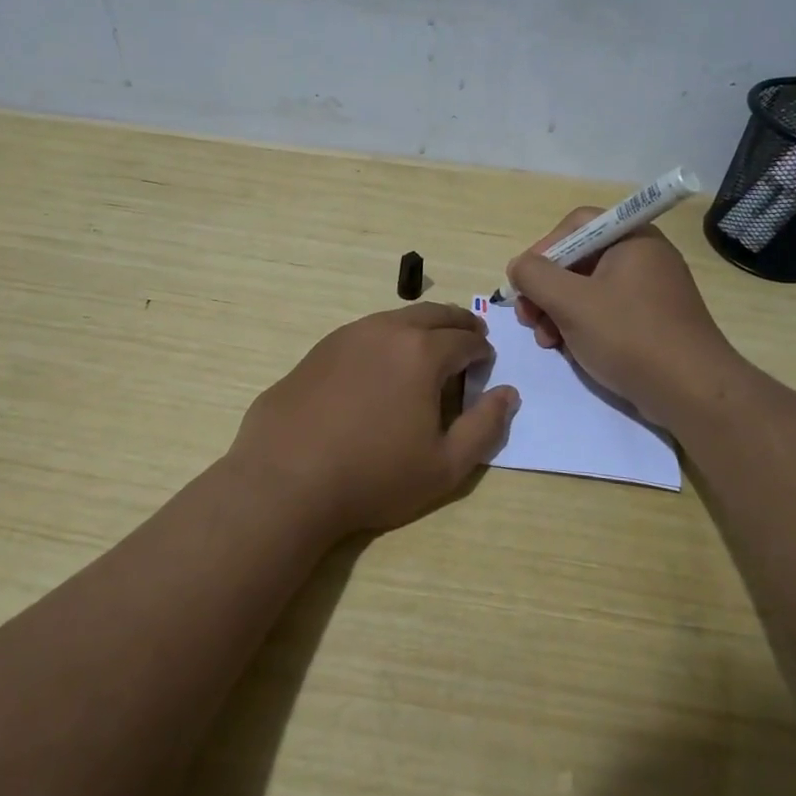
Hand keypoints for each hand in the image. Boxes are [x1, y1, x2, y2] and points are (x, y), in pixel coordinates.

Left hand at [229, 303, 519, 537]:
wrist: (286, 479)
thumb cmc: (374, 476)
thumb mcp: (445, 466)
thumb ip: (485, 427)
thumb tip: (508, 394)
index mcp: (423, 352)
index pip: (466, 340)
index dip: (483, 351)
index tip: (486, 364)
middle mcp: (386, 331)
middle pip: (433, 315)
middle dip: (458, 325)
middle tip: (470, 336)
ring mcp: (348, 336)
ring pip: (396, 319)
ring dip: (421, 327)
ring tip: (429, 347)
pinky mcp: (319, 350)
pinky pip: (365, 333)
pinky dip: (387, 338)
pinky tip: (381, 365)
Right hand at [508, 209, 736, 426]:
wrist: (691, 391)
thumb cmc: (629, 336)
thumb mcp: (571, 302)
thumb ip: (535, 276)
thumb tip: (519, 266)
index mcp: (631, 239)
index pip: (576, 224)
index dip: (544, 249)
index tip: (526, 282)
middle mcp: (643, 257)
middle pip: (579, 259)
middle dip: (546, 289)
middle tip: (529, 319)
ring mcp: (650, 291)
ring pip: (588, 289)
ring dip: (558, 311)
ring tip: (546, 341)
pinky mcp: (652, 321)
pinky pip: (606, 312)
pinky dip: (582, 326)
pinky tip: (569, 350)